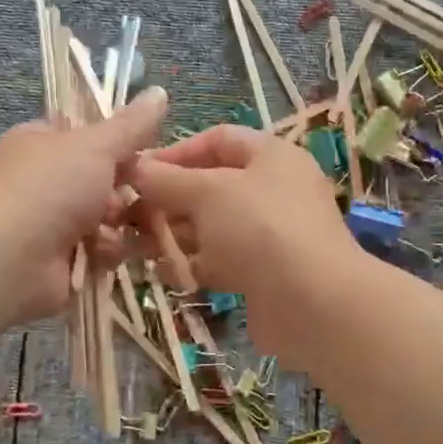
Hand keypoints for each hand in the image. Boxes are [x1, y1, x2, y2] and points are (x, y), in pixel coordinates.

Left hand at [0, 88, 169, 321]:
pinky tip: (99, 252)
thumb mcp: (96, 145)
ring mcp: (47, 222)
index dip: (116, 143)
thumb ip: (131, 125)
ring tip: (112, 225)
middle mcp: (41, 180)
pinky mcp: (58, 261)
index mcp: (39, 143)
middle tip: (134, 192)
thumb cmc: (49, 187)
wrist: (11, 258)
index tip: (143, 151)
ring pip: (103, 217)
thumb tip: (159, 92)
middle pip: (99, 180)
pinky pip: (97, 250)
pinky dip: (103, 251)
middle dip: (121, 189)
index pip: (84, 136)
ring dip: (115, 223)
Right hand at [125, 125, 358, 361]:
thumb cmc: (260, 228)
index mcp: (271, 156)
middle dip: (168, 199)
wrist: (313, 304)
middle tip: (130, 215)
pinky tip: (163, 273)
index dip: (176, 152)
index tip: (139, 172)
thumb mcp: (207, 192)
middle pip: (211, 185)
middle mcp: (274, 190)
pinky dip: (193, 264)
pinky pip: (221, 260)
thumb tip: (135, 168)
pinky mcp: (265, 273)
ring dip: (174, 234)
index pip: (217, 140)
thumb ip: (166, 179)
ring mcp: (271, 234)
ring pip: (212, 226)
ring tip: (136, 246)